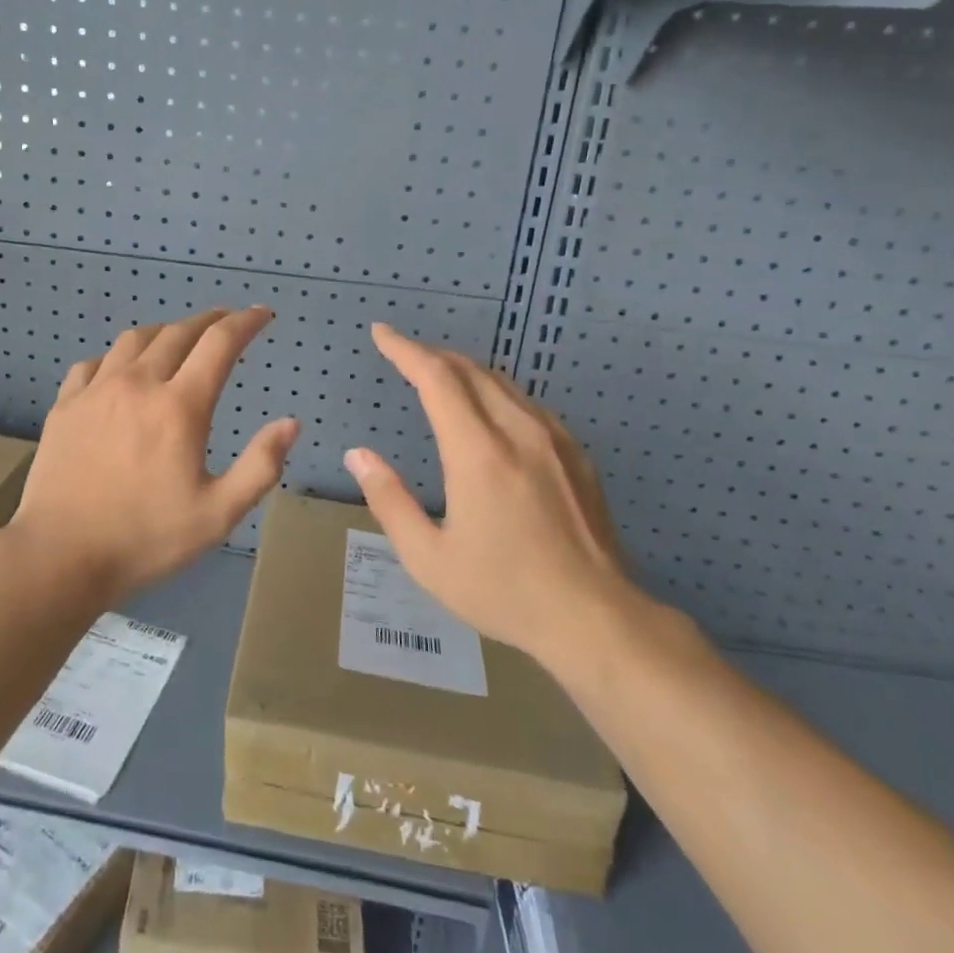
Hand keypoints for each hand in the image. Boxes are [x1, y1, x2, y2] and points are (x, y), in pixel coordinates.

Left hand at [9, 308, 300, 603]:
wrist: (59, 556)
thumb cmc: (145, 538)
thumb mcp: (218, 514)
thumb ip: (260, 466)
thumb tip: (291, 423)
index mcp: (179, 406)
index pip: (220, 343)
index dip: (246, 322)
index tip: (262, 314)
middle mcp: (139, 384)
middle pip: (179, 332)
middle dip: (210, 321)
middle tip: (227, 323)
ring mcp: (97, 390)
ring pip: (136, 339)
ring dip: (165, 332)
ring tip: (179, 340)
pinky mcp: (66, 404)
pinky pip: (95, 362)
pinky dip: (119, 357)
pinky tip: (121, 372)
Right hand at [343, 323, 646, 672]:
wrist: (596, 619)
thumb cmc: (504, 591)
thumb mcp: (429, 558)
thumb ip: (389, 500)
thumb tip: (357, 455)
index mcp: (478, 452)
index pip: (437, 378)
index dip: (405, 350)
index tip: (382, 333)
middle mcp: (517, 431)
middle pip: (469, 370)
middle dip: (431, 355)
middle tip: (403, 355)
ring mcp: (554, 438)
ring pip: (501, 382)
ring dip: (464, 370)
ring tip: (439, 377)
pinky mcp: (576, 453)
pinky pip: (527, 403)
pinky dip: (495, 391)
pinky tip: (489, 411)